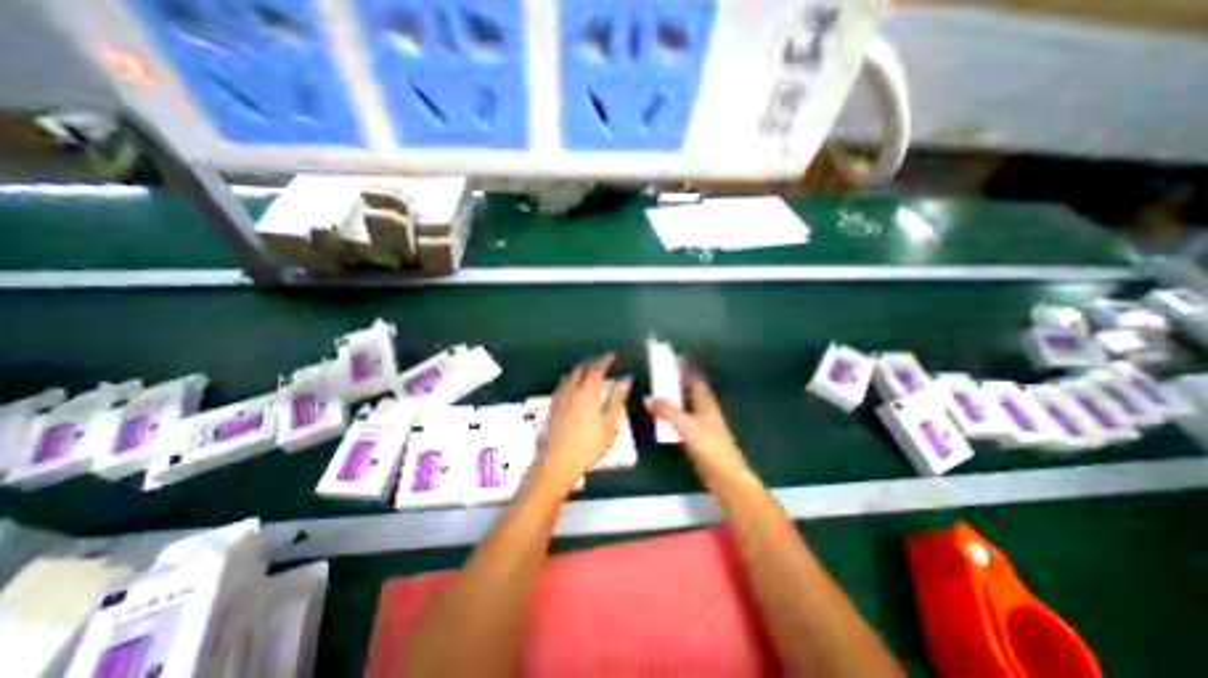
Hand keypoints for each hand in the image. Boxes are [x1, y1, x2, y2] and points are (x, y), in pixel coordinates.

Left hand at [532, 357, 636, 495]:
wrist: (557, 460)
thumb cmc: (588, 444)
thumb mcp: (609, 423)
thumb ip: (616, 399)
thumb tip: (625, 380)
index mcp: (588, 391)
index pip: (597, 368)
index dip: (605, 360)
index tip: (612, 355)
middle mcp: (572, 389)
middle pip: (581, 368)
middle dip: (592, 363)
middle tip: (601, 363)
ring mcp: (560, 397)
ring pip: (570, 375)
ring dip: (580, 370)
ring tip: (588, 372)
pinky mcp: (553, 406)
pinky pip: (562, 385)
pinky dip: (570, 380)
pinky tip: (572, 387)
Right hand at [647, 369, 752, 489]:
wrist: (726, 476)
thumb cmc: (710, 447)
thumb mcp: (687, 426)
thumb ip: (668, 411)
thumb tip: (648, 398)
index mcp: (706, 403)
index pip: (696, 379)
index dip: (687, 368)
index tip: (675, 358)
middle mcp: (705, 410)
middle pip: (691, 390)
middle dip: (679, 381)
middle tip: (661, 373)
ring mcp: (702, 424)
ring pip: (687, 405)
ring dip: (675, 397)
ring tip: (659, 391)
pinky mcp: (697, 438)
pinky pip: (683, 420)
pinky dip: (673, 414)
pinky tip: (663, 416)